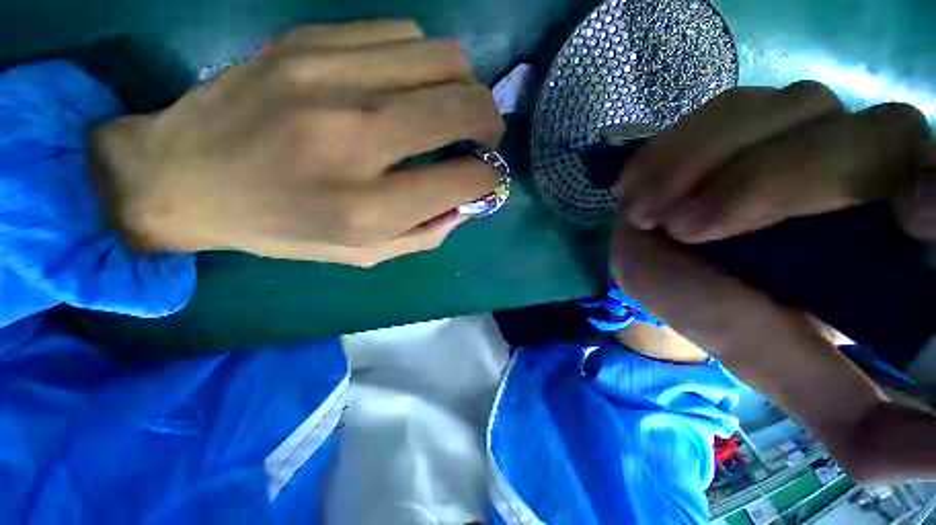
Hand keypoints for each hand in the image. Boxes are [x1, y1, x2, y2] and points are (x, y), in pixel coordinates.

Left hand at [89, 20, 504, 266]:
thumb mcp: (364, 254)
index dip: (488, 178)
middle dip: (490, 123)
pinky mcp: (310, 40)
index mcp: (368, 208)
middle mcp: (356, 138)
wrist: (185, 177)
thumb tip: (467, 201)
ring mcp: (329, 77)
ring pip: (443, 58)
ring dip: (461, 89)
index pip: (464, 179)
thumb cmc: (282, 228)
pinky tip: (405, 87)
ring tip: (446, 111)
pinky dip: (422, 65)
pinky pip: (403, 35)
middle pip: (463, 106)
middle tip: (482, 139)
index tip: (485, 177)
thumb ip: (426, 232)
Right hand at [611, 82, 935, 482]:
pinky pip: (726, 108)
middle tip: (682, 228)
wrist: (658, 266)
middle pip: (875, 135)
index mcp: (899, 239)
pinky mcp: (747, 116)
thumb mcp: (786, 373)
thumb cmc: (718, 316)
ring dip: (701, 162)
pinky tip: (638, 186)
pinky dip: (675, 147)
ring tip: (643, 212)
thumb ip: (863, 426)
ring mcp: (807, 125)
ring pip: (790, 108)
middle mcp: (874, 165)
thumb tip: (933, 464)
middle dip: (770, 182)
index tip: (907, 216)